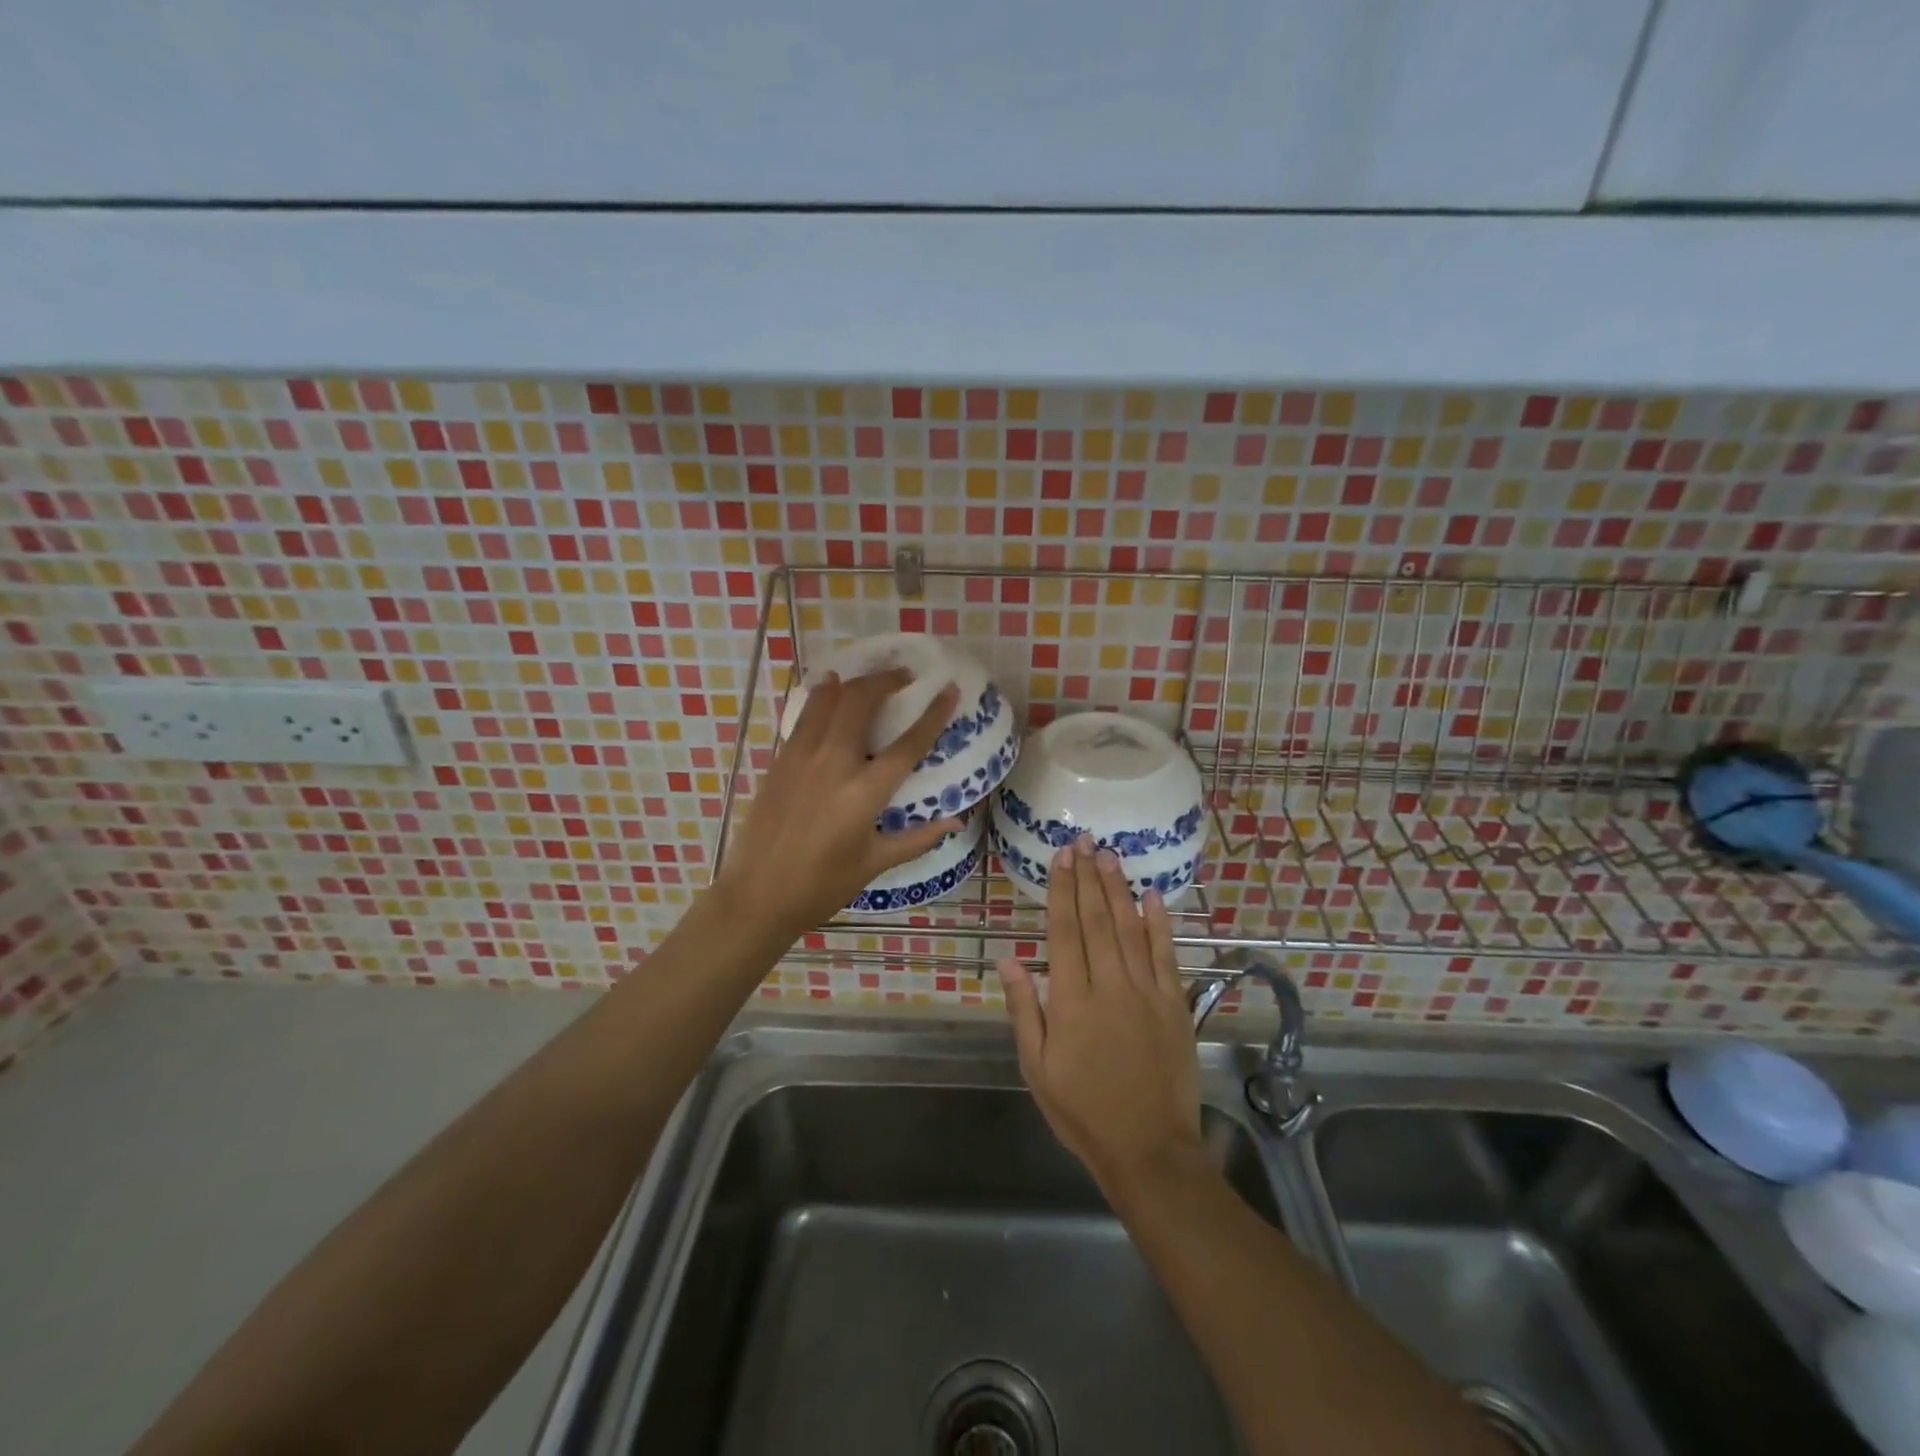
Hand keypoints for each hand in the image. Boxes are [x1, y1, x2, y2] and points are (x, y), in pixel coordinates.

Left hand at [716, 669, 959, 941]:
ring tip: (869, 679)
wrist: (757, 895)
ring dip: (852, 682)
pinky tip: (829, 691)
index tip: (948, 689)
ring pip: (828, 699)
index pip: (908, 743)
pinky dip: (821, 697)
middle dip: (886, 680)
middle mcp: (834, 764)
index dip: (933, 714)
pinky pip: (804, 716)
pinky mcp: (779, 760)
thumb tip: (956, 820)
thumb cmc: (822, 886)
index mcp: (864, 793)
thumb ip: (918, 838)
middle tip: (904, 677)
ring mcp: (801, 757)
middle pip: (861, 702)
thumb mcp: (874, 863)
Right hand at [999, 833, 1200, 1197]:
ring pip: (1130, 929)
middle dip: (1088, 877)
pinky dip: (1159, 923)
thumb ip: (1024, 1009)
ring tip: (1110, 856)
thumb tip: (1009, 958)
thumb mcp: (1037, 1067)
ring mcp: (1147, 992)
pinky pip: (1166, 955)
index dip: (1062, 891)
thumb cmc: (1082, 1110)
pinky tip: (1152, 896)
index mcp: (1072, 1000)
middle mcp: (1109, 986)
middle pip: (1097, 920)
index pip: (1064, 931)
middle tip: (1084, 841)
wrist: (1148, 1149)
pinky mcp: (1175, 1004)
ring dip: (1118, 889)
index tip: (1061, 858)